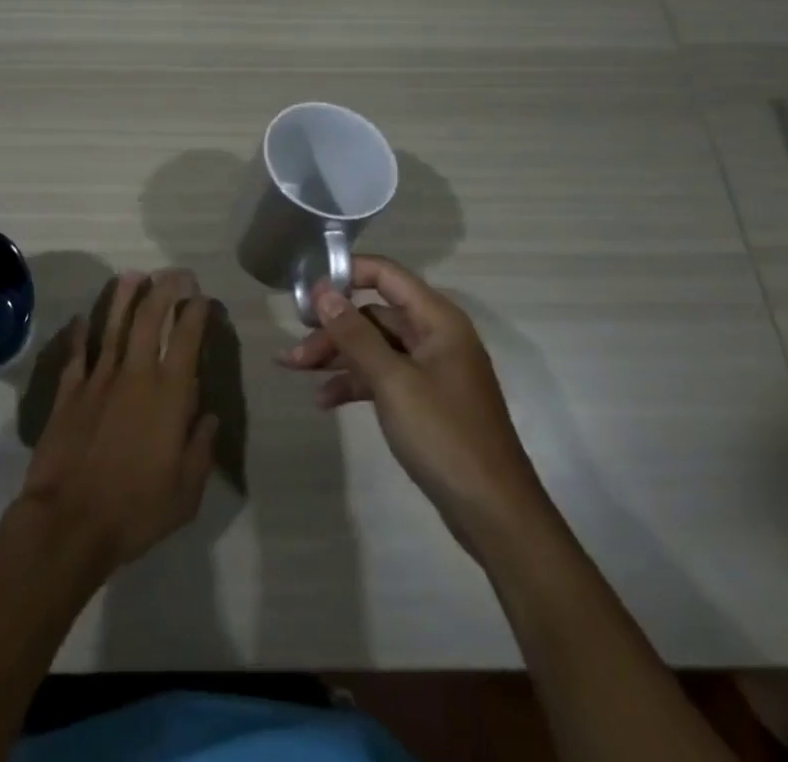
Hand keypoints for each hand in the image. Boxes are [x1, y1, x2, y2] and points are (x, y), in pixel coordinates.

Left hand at [18, 271, 219, 571]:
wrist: (69, 521)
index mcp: (169, 395)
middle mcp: (136, 374)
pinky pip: (77, 354)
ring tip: (133, 275)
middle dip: (164, 289)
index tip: (201, 297)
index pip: (187, 339)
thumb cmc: (136, 510)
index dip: (196, 312)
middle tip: (173, 274)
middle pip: (150, 318)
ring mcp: (99, 379)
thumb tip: (209, 418)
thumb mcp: (186, 492)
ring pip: (114, 325)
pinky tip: (82, 319)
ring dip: (124, 297)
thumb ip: (201, 449)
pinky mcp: (69, 391)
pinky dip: (80, 334)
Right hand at [277, 255, 541, 525]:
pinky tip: (325, 400)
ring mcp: (431, 369)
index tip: (307, 292)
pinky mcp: (425, 399)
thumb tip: (322, 290)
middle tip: (294, 349)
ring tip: (295, 370)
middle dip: (332, 329)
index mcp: (437, 320)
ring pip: (374, 347)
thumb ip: (355, 334)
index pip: (386, 274)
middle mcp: (435, 335)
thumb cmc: (445, 436)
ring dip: (337, 356)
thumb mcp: (393, 381)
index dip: (346, 274)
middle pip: (373, 315)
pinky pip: (382, 376)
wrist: (494, 514)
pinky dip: (354, 383)